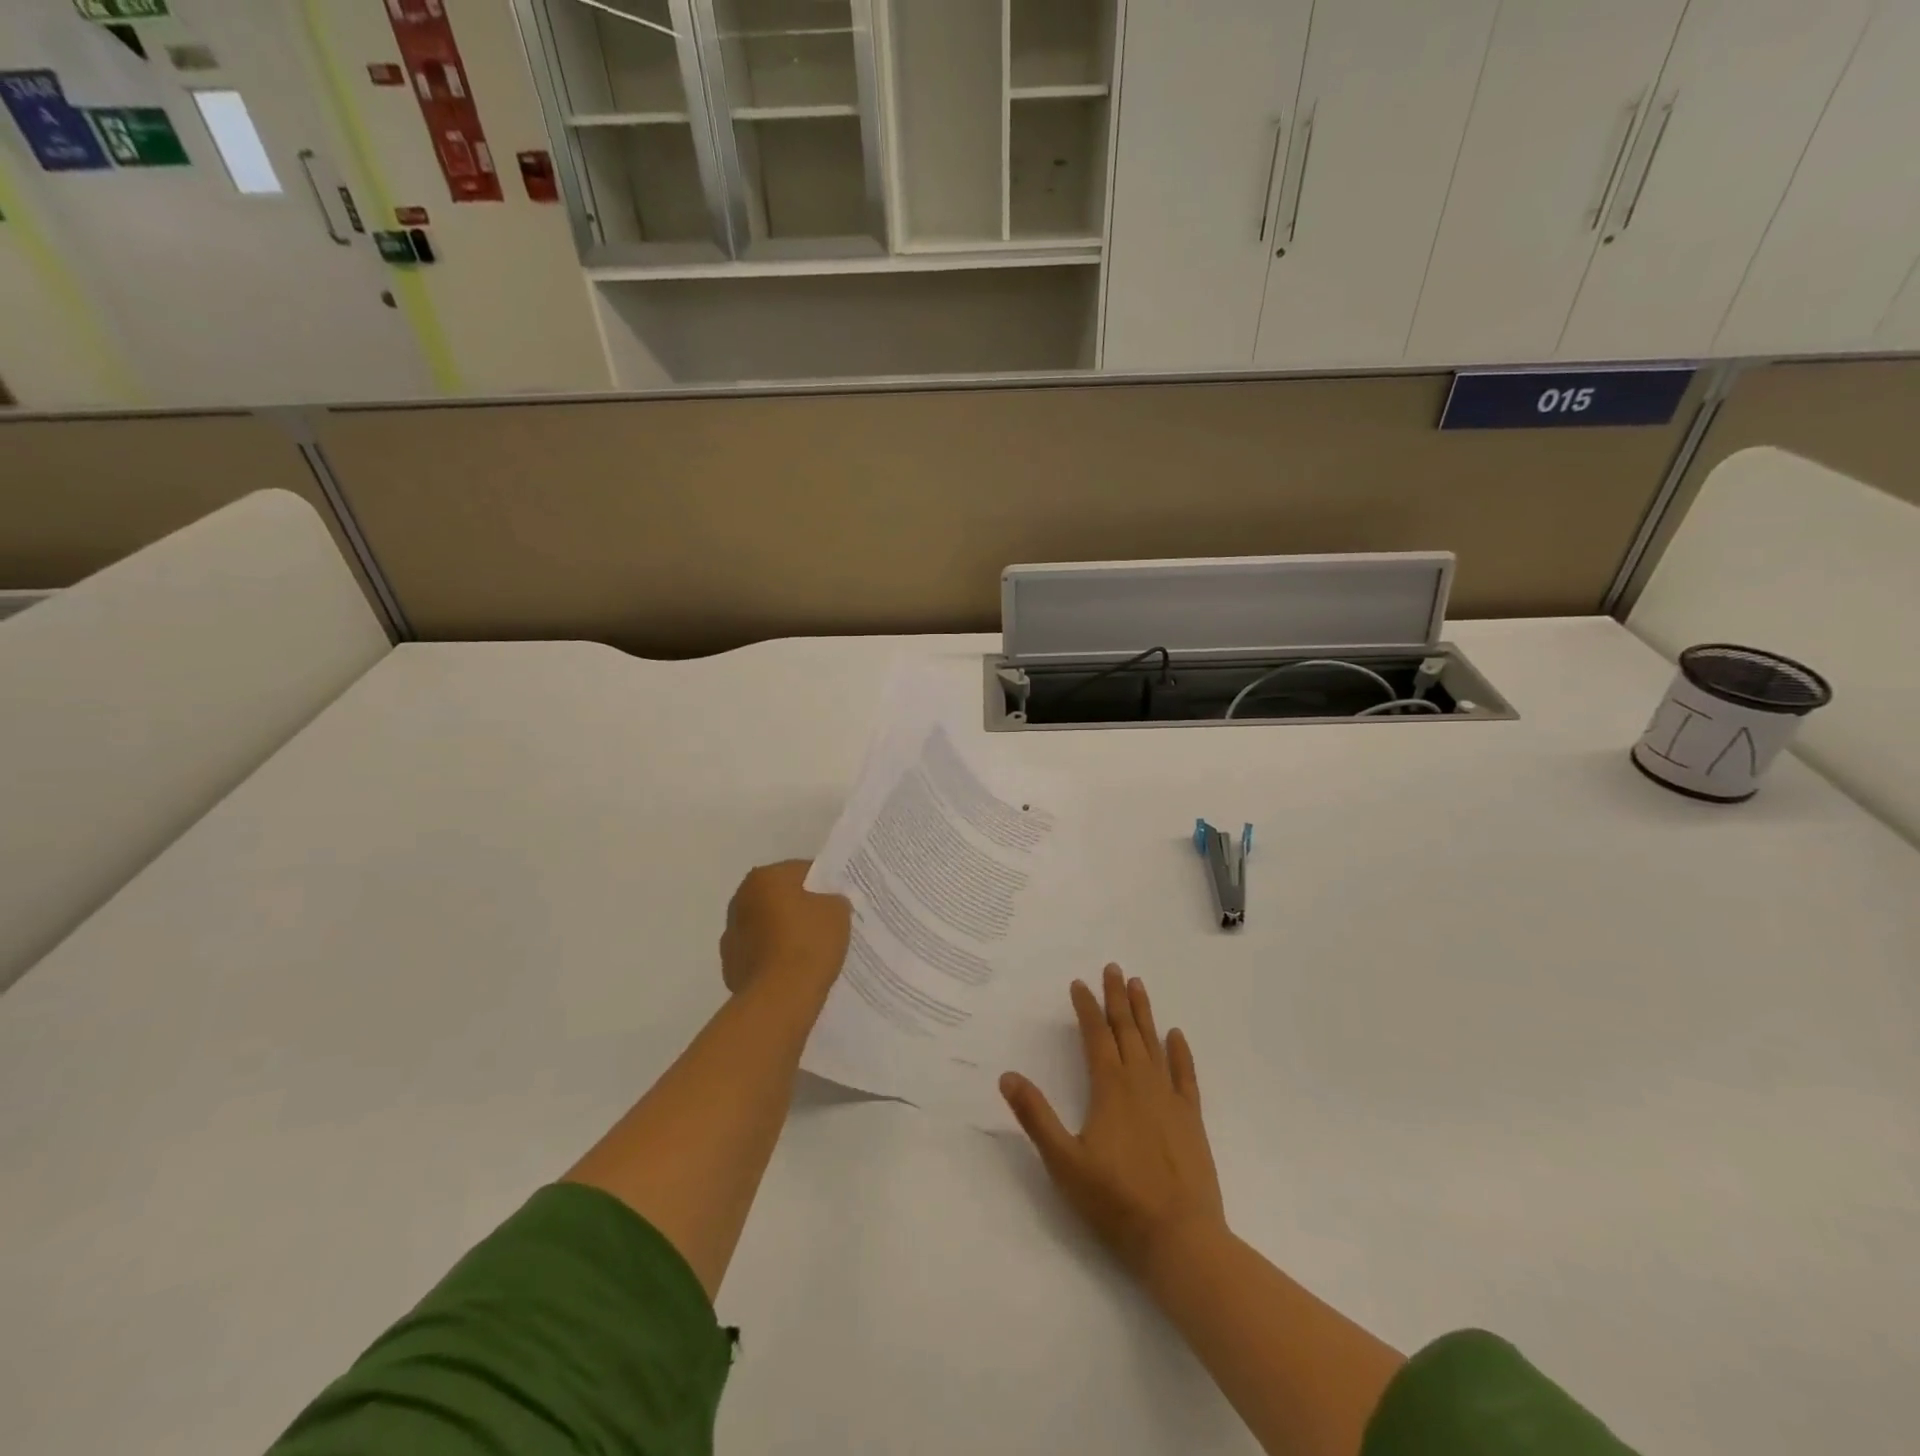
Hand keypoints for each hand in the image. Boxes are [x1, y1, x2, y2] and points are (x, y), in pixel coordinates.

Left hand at [719, 861, 850, 1000]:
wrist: (781, 998)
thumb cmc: (809, 943)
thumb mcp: (838, 911)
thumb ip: (833, 899)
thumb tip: (826, 903)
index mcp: (764, 878)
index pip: (801, 871)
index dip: (823, 884)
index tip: (837, 900)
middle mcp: (740, 900)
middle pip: (779, 897)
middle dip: (798, 907)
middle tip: (825, 923)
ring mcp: (731, 935)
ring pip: (766, 925)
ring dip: (781, 932)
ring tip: (809, 951)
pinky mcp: (730, 965)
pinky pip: (759, 953)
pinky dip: (772, 957)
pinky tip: (792, 971)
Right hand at [1001, 964, 1226, 1281]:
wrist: (1180, 1238)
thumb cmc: (1116, 1201)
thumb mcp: (1064, 1162)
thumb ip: (1035, 1116)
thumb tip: (1007, 1076)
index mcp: (1109, 1088)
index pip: (1095, 1035)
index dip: (1086, 1007)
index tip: (1079, 983)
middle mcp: (1140, 1082)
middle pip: (1126, 1030)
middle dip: (1117, 998)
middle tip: (1113, 968)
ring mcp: (1169, 1098)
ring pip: (1154, 1044)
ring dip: (1144, 1013)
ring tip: (1139, 985)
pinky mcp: (1192, 1118)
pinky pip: (1185, 1075)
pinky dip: (1180, 1052)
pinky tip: (1176, 1035)